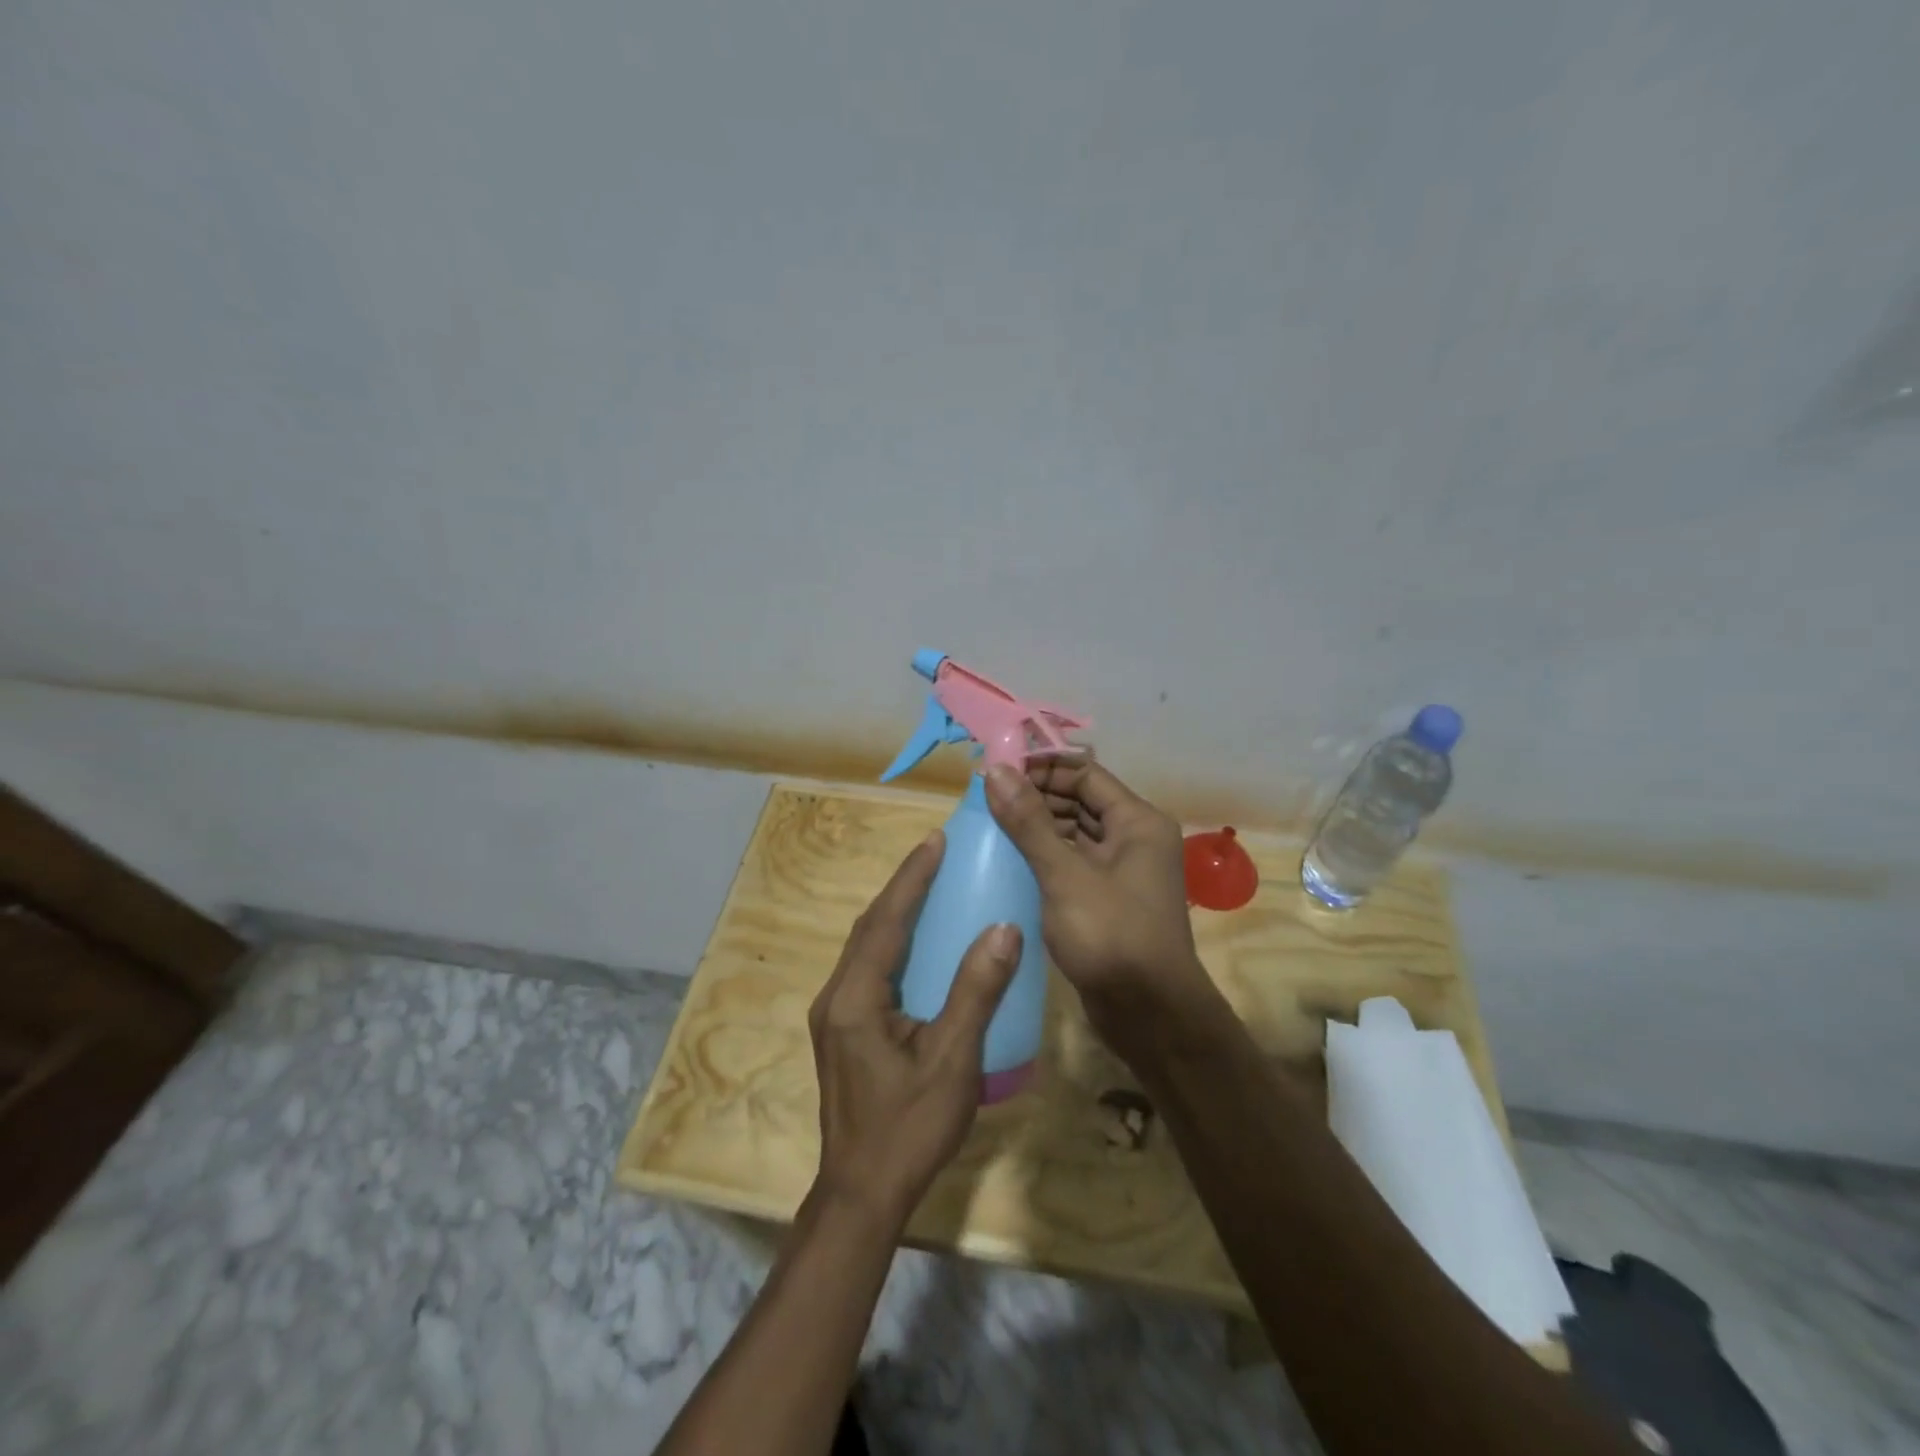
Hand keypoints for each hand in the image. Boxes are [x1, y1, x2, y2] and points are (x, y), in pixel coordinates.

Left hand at [808, 831, 1020, 1228]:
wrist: (862, 1194)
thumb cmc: (908, 1128)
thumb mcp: (952, 1060)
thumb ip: (976, 992)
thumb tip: (1004, 929)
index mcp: (855, 998)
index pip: (885, 921)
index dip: (911, 878)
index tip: (935, 840)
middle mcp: (836, 997)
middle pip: (869, 927)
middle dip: (902, 888)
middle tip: (937, 855)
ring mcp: (836, 1015)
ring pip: (866, 948)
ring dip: (895, 913)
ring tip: (930, 887)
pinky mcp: (844, 1031)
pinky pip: (869, 969)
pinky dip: (893, 943)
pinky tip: (919, 946)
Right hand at [985, 759, 1215, 1039]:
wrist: (1149, 1014)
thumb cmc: (1111, 936)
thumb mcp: (1064, 875)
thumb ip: (1029, 822)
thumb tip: (995, 770)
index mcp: (1137, 821)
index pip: (1084, 773)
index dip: (1040, 767)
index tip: (995, 768)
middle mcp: (1134, 838)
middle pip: (1079, 800)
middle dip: (1034, 795)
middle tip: (984, 795)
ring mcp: (1121, 870)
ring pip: (1073, 832)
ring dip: (1036, 825)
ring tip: (988, 822)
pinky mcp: (1106, 897)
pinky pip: (1072, 862)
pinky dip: (1044, 854)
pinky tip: (1007, 857)